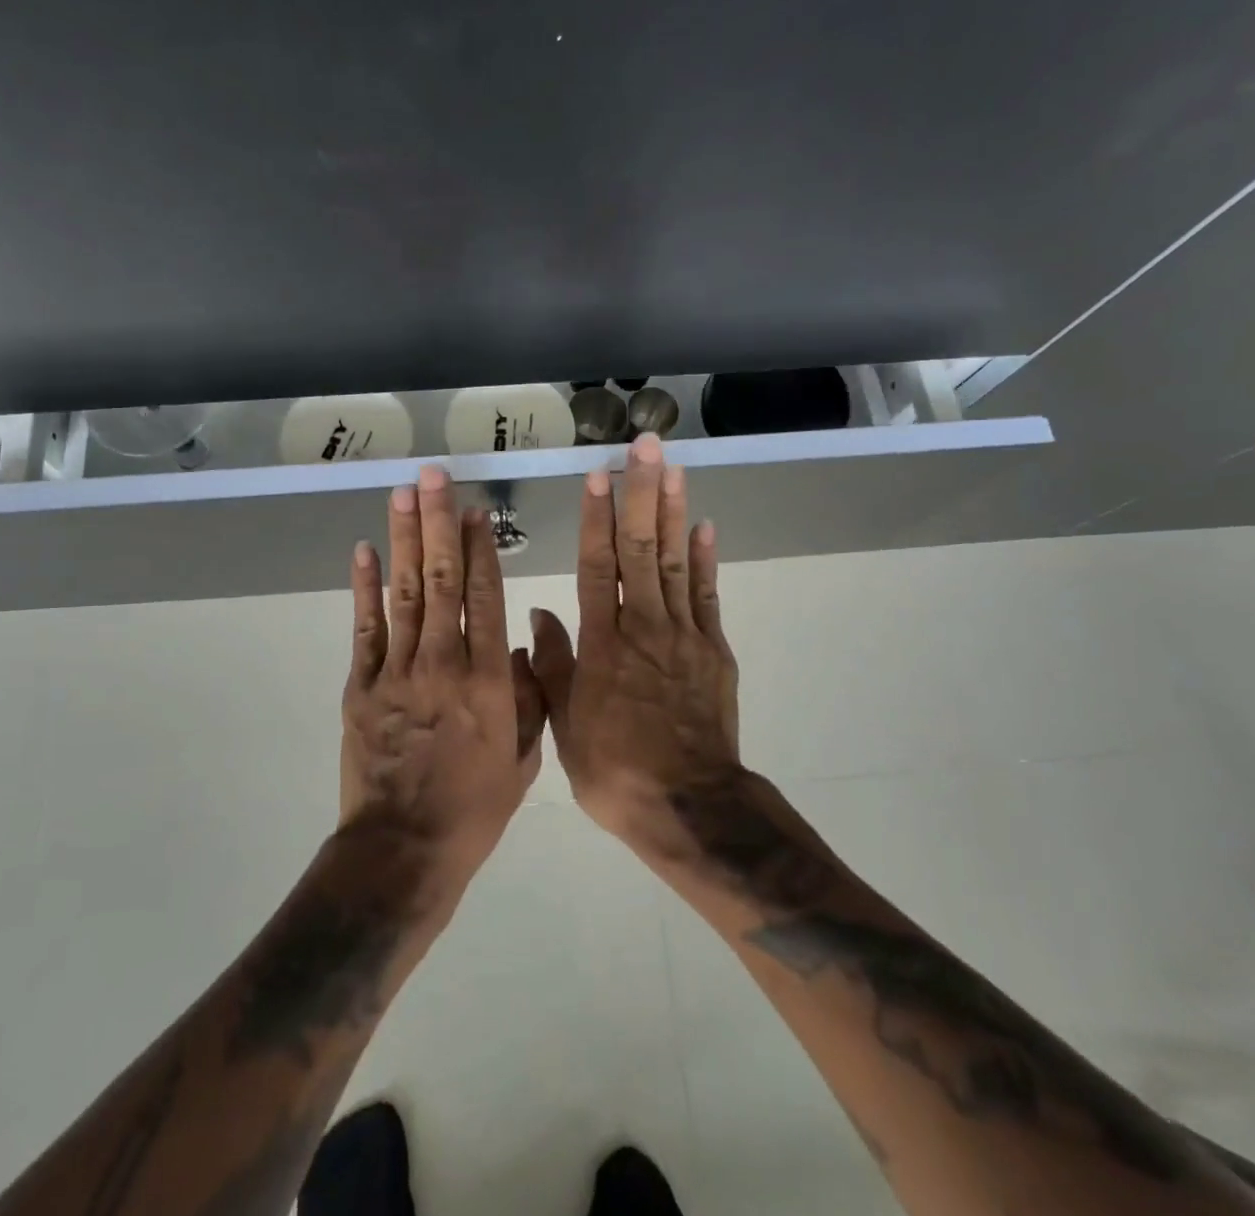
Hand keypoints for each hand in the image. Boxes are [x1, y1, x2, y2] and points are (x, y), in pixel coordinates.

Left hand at [341, 464, 544, 883]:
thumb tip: (524, 642)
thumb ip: (530, 696)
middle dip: (438, 523)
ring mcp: (397, 672)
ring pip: (403, 593)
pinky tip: (364, 551)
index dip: (480, 548)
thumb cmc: (474, 808)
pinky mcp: (361, 686)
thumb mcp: (524, 757)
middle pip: (441, 580)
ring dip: (403, 539)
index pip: (485, 597)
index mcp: (489, 680)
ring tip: (403, 494)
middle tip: (435, 476)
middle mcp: (443, 662)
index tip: (477, 510)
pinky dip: (363, 589)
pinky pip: (364, 629)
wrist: (405, 849)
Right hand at [529, 434, 739, 841]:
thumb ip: (552, 664)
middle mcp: (643, 626)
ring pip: (676, 562)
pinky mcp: (713, 651)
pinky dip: (706, 561)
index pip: (598, 566)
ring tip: (674, 469)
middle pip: (642, 550)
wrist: (688, 806)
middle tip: (646, 447)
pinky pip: (708, 597)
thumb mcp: (564, 723)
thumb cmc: (614, 768)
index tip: (599, 476)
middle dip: (642, 494)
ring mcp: (683, 636)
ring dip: (673, 512)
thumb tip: (540, 613)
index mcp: (603, 643)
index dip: (597, 519)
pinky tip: (704, 527)